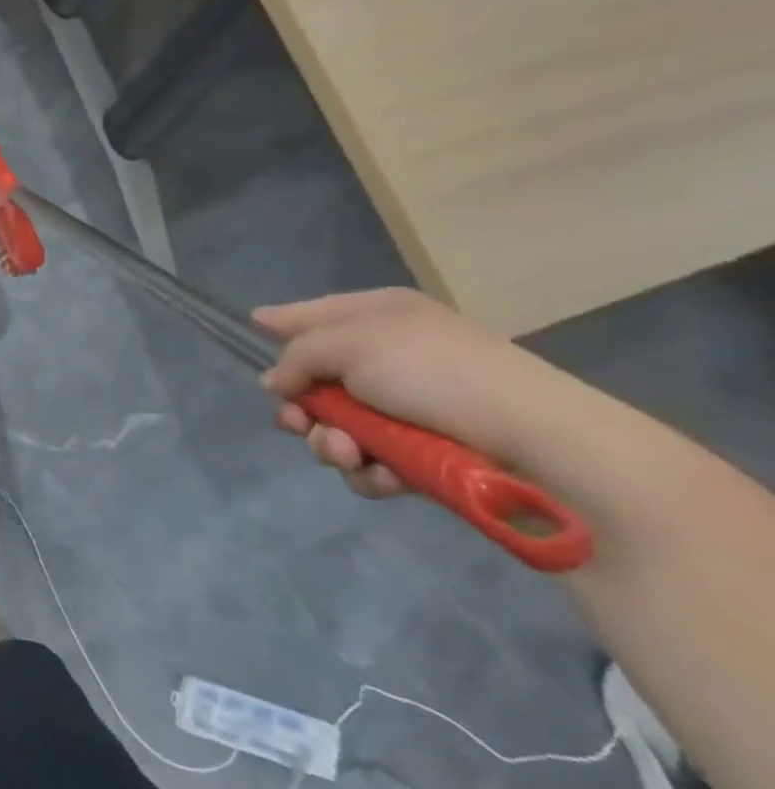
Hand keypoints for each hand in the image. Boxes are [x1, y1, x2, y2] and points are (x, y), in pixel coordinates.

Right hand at [254, 289, 578, 499]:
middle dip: (301, 409)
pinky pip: (369, 462)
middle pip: (313, 381)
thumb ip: (298, 356)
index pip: (312, 313)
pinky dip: (369, 472)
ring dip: (332, 445)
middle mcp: (388, 357)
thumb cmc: (436, 373)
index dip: (280, 323)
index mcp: (378, 317)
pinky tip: (385, 475)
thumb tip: (276, 382)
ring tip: (351, 454)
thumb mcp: (351, 344)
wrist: (536, 441)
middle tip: (301, 424)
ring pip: (335, 428)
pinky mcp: (420, 453)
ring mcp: (404, 408)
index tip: (251, 330)